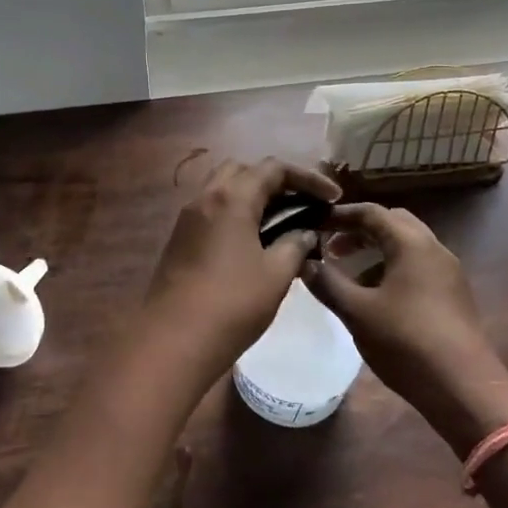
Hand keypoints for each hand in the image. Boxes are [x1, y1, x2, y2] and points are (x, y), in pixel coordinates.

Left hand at [142, 158, 340, 381]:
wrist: (174, 339)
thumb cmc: (232, 303)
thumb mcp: (276, 274)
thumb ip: (295, 245)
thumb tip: (304, 233)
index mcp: (232, 197)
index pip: (274, 168)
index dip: (308, 178)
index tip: (333, 197)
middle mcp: (206, 196)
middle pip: (245, 170)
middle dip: (276, 181)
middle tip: (303, 205)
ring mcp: (188, 217)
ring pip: (224, 188)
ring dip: (253, 195)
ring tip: (281, 221)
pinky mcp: (180, 238)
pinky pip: (212, 210)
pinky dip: (235, 213)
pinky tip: (253, 239)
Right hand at [305, 204, 507, 452]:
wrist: (465, 390)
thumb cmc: (407, 343)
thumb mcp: (357, 312)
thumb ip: (327, 282)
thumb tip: (303, 262)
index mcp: (411, 243)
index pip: (371, 212)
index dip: (339, 215)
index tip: (313, 225)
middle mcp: (434, 249)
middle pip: (392, 223)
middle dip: (359, 231)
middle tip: (331, 248)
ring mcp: (448, 273)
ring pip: (406, 246)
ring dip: (375, 252)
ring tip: (348, 276)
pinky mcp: (454, 296)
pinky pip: (418, 267)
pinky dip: (392, 269)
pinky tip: (376, 299)